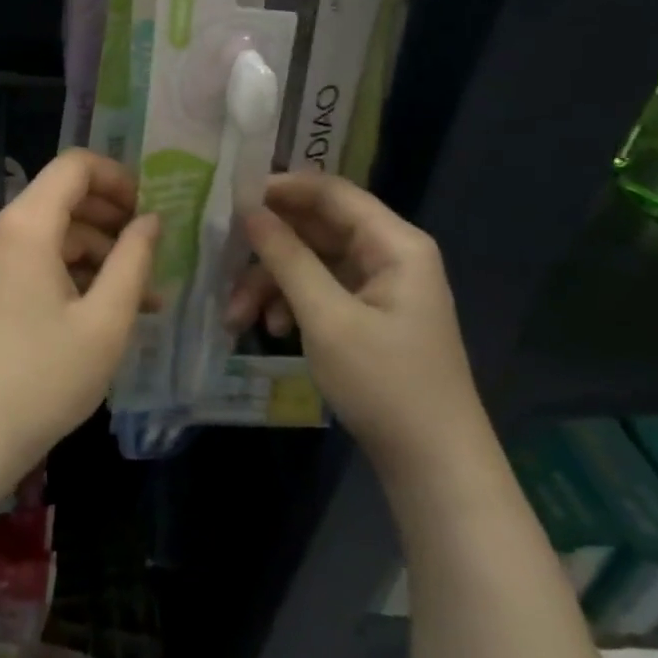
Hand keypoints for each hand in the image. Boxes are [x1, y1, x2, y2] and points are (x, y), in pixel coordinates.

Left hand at [0, 150, 158, 499]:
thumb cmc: (44, 377)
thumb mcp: (104, 322)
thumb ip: (133, 260)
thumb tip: (151, 220)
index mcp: (25, 225)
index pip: (74, 166)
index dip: (117, 177)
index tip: (150, 208)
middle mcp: (1, 226)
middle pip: (64, 197)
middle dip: (113, 219)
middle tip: (154, 253)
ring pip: (53, 230)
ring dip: (98, 252)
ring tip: (144, 296)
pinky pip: (36, 255)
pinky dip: (72, 270)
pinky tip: (107, 306)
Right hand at [232, 171, 486, 481]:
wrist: (435, 469)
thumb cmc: (385, 384)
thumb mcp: (326, 317)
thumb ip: (286, 257)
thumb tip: (248, 209)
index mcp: (394, 244)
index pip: (331, 191)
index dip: (281, 188)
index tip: (232, 198)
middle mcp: (388, 254)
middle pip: (315, 228)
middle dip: (267, 249)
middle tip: (223, 259)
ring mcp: (378, 285)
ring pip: (310, 261)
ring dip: (270, 283)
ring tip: (235, 316)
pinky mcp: (367, 313)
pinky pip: (318, 289)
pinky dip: (289, 303)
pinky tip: (269, 329)